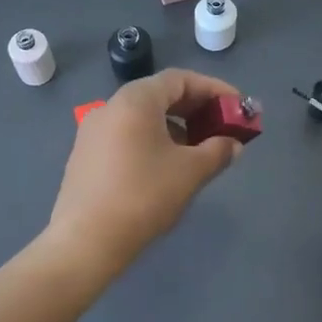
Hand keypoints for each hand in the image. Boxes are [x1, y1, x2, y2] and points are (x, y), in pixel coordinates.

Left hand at [36, 68, 245, 288]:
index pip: (180, 79)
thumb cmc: (143, 196)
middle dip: (196, 108)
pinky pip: (127, 135)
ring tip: (199, 150)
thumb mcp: (191, 171)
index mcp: (136, 100)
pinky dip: (153, 140)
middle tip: (222, 127)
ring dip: (176, 126)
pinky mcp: (86, 156)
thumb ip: (218, 150)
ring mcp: (93, 131)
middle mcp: (111, 106)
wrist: (85, 243)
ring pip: (143, 117)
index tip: (237, 107)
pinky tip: (167, 166)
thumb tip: (232, 144)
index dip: (213, 89)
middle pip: (161, 94)